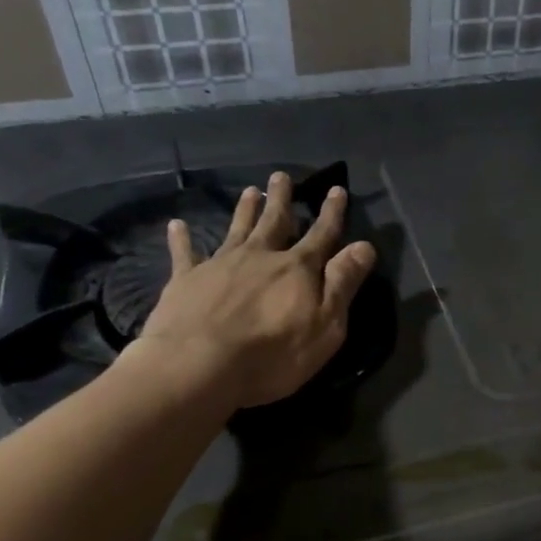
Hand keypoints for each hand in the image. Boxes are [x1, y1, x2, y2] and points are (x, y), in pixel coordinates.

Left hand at [126, 171, 376, 409]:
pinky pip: (184, 253)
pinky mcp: (186, 280)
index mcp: (297, 269)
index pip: (321, 235)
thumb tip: (364, 246)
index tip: (337, 189)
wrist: (198, 365)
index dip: (332, 213)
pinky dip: (181, 239)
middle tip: (281, 176)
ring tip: (249, 191)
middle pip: (274, 222)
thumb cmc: (273, 353)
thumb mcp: (325, 325)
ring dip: (244, 210)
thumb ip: (343, 283)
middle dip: (281, 200)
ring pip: (236, 229)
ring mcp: (220, 265)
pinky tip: (177, 226)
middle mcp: (260, 256)